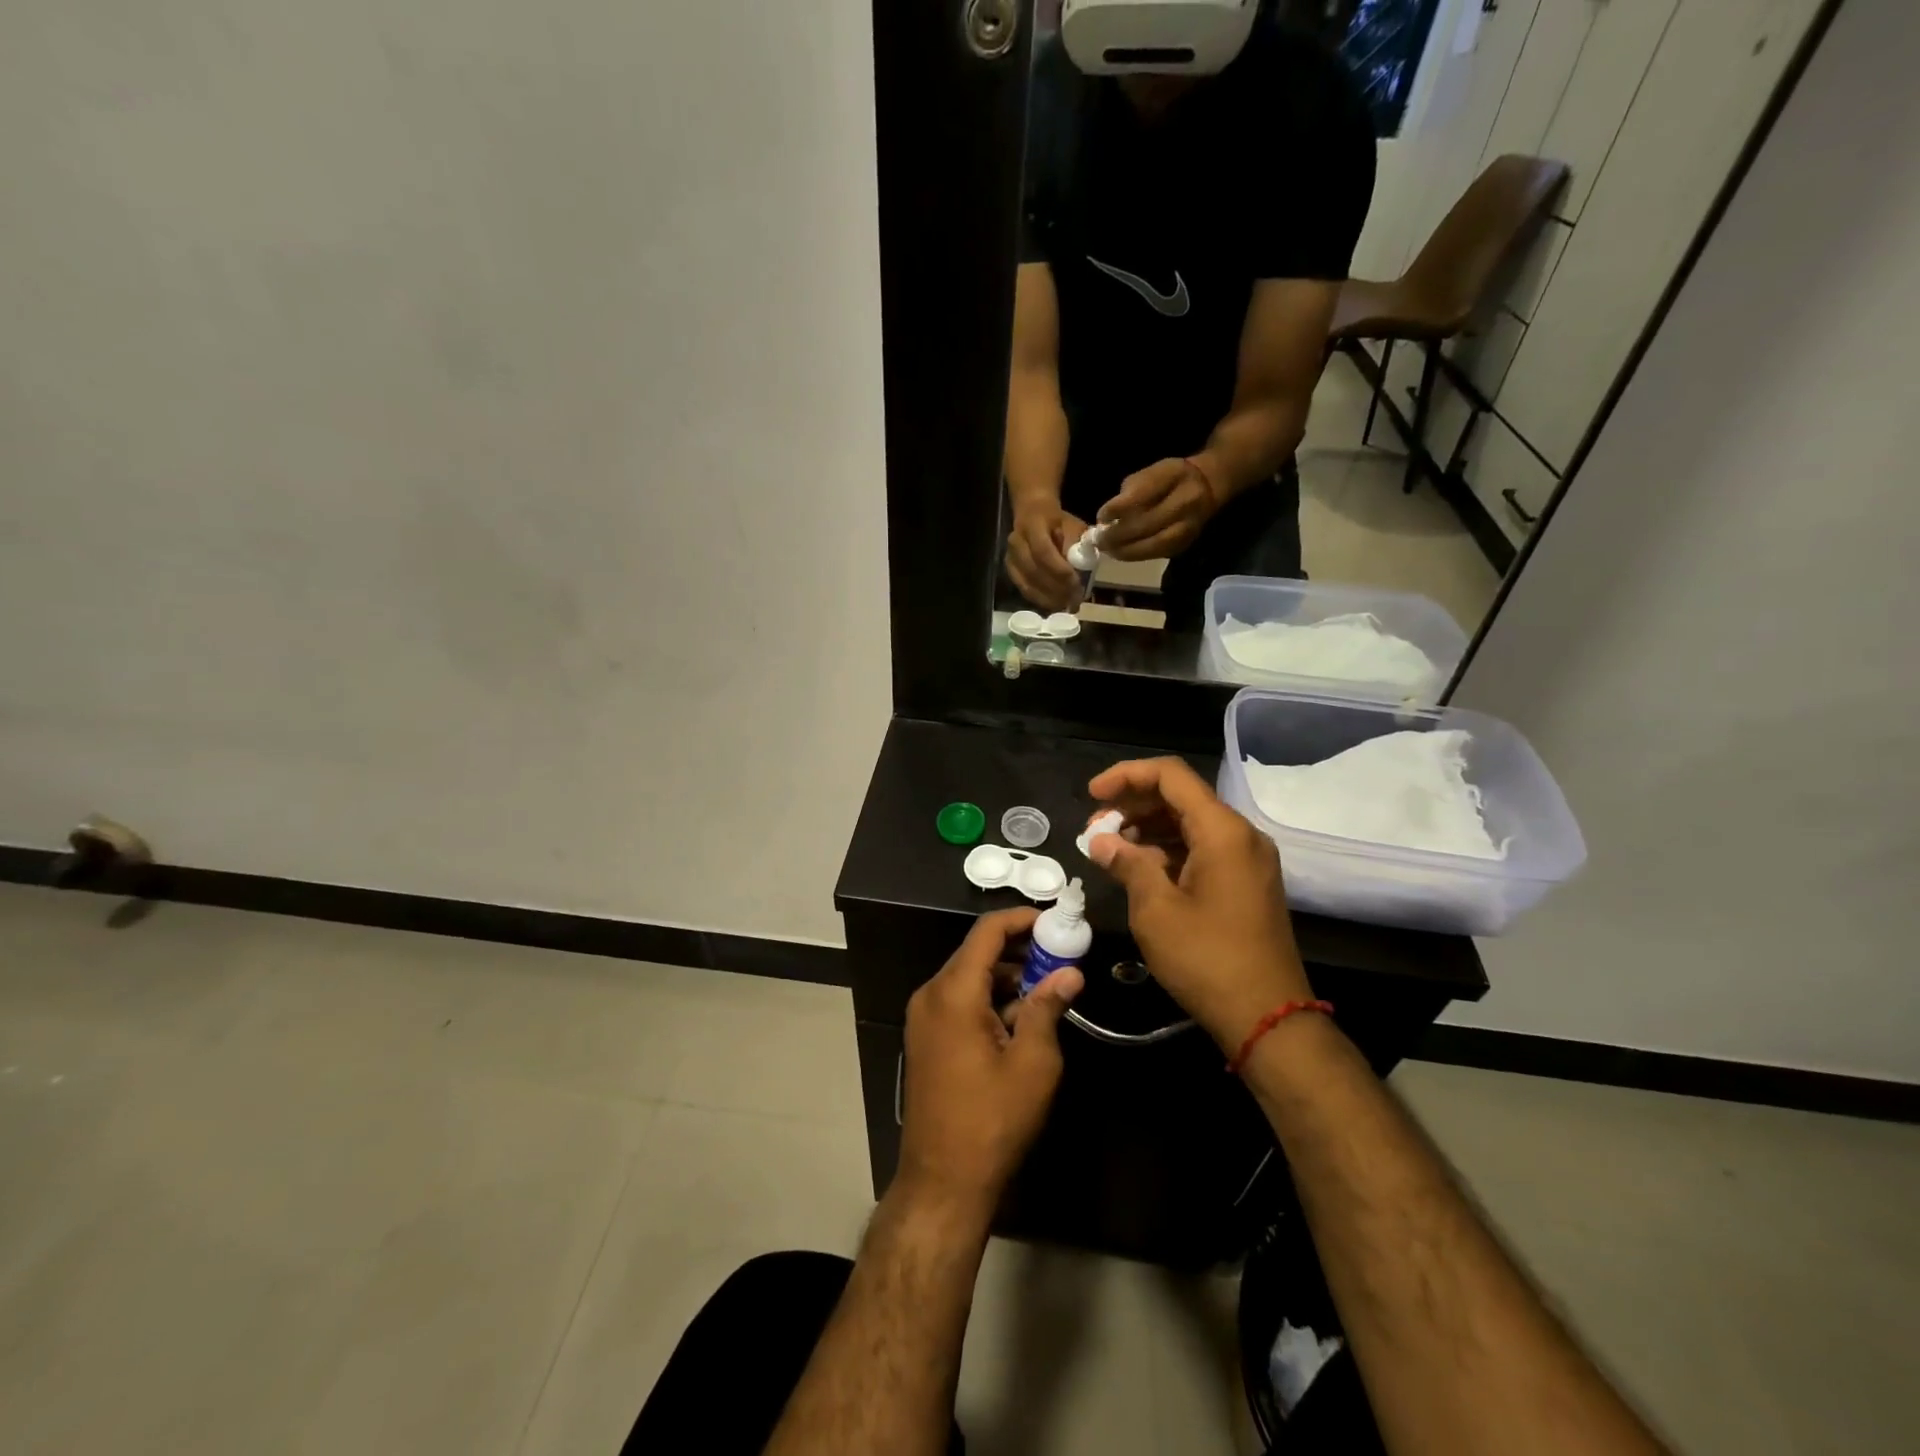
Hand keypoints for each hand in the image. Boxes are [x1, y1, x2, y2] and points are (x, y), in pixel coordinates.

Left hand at [899, 908, 1085, 1212]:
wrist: (942, 1180)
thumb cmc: (992, 1120)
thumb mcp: (1033, 1063)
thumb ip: (1048, 1007)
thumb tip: (1070, 973)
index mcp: (954, 992)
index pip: (987, 931)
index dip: (1022, 918)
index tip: (1057, 921)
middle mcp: (931, 994)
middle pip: (977, 952)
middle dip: (1021, 948)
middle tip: (1062, 955)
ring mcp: (924, 1016)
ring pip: (970, 976)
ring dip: (1008, 975)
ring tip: (1050, 986)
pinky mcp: (926, 1036)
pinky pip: (960, 1000)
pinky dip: (990, 998)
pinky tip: (1022, 1016)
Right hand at [1006, 501, 1089, 610]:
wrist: (1033, 513)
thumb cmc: (1058, 522)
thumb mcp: (1073, 527)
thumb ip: (1076, 546)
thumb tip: (1080, 572)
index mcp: (1033, 525)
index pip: (1043, 552)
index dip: (1059, 571)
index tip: (1077, 584)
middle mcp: (1016, 541)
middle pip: (1034, 571)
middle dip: (1057, 589)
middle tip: (1075, 600)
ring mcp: (1010, 557)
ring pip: (1027, 584)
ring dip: (1049, 598)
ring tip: (1067, 605)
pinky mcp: (1010, 569)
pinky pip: (1024, 589)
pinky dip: (1040, 599)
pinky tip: (1054, 604)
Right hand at [1084, 757, 1312, 1050]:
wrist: (1268, 1017)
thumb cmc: (1207, 959)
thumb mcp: (1156, 910)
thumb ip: (1127, 864)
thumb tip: (1100, 841)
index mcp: (1222, 830)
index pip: (1170, 775)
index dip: (1126, 775)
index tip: (1091, 795)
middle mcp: (1240, 834)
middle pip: (1181, 796)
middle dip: (1133, 804)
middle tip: (1094, 828)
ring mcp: (1248, 859)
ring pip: (1191, 822)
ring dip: (1148, 827)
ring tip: (1110, 849)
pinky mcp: (1246, 882)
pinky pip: (1203, 848)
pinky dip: (1168, 849)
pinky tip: (1139, 868)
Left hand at [1097, 458, 1217, 561]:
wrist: (1208, 486)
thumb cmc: (1169, 478)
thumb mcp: (1151, 471)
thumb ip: (1131, 491)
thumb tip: (1108, 517)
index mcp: (1174, 475)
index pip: (1142, 494)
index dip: (1118, 508)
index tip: (1101, 516)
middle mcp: (1186, 501)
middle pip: (1147, 524)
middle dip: (1118, 535)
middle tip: (1098, 540)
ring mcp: (1189, 525)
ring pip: (1153, 544)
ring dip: (1125, 550)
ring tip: (1108, 550)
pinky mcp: (1186, 543)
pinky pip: (1157, 553)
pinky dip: (1136, 555)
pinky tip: (1122, 553)